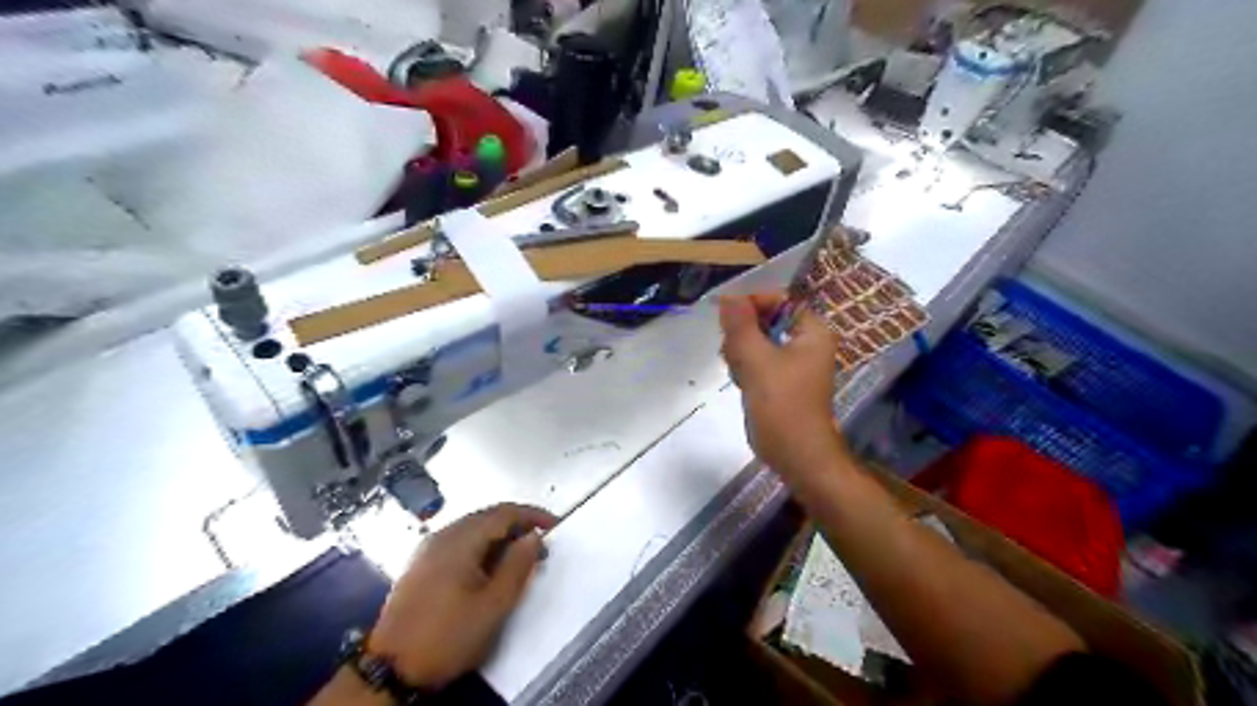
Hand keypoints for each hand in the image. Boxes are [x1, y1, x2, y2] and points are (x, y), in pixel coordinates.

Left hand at [367, 501, 555, 689]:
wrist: (389, 670)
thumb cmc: (448, 635)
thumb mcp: (494, 605)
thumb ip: (518, 565)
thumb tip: (533, 536)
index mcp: (461, 539)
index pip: (505, 512)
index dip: (533, 515)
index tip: (556, 527)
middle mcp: (443, 535)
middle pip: (488, 517)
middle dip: (518, 525)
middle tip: (541, 545)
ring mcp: (428, 549)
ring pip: (473, 529)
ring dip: (500, 537)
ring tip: (520, 558)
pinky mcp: (421, 565)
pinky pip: (459, 543)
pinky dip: (482, 547)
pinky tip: (490, 568)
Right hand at [717, 290, 841, 476]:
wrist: (796, 455)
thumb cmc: (782, 404)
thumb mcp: (756, 359)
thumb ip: (740, 325)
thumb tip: (728, 297)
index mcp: (812, 332)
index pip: (780, 301)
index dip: (753, 303)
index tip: (726, 316)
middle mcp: (807, 344)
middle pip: (767, 321)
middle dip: (744, 333)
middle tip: (732, 351)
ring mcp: (794, 365)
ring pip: (758, 342)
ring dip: (742, 352)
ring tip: (739, 372)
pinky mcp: (781, 382)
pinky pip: (759, 362)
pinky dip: (746, 368)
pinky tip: (741, 384)